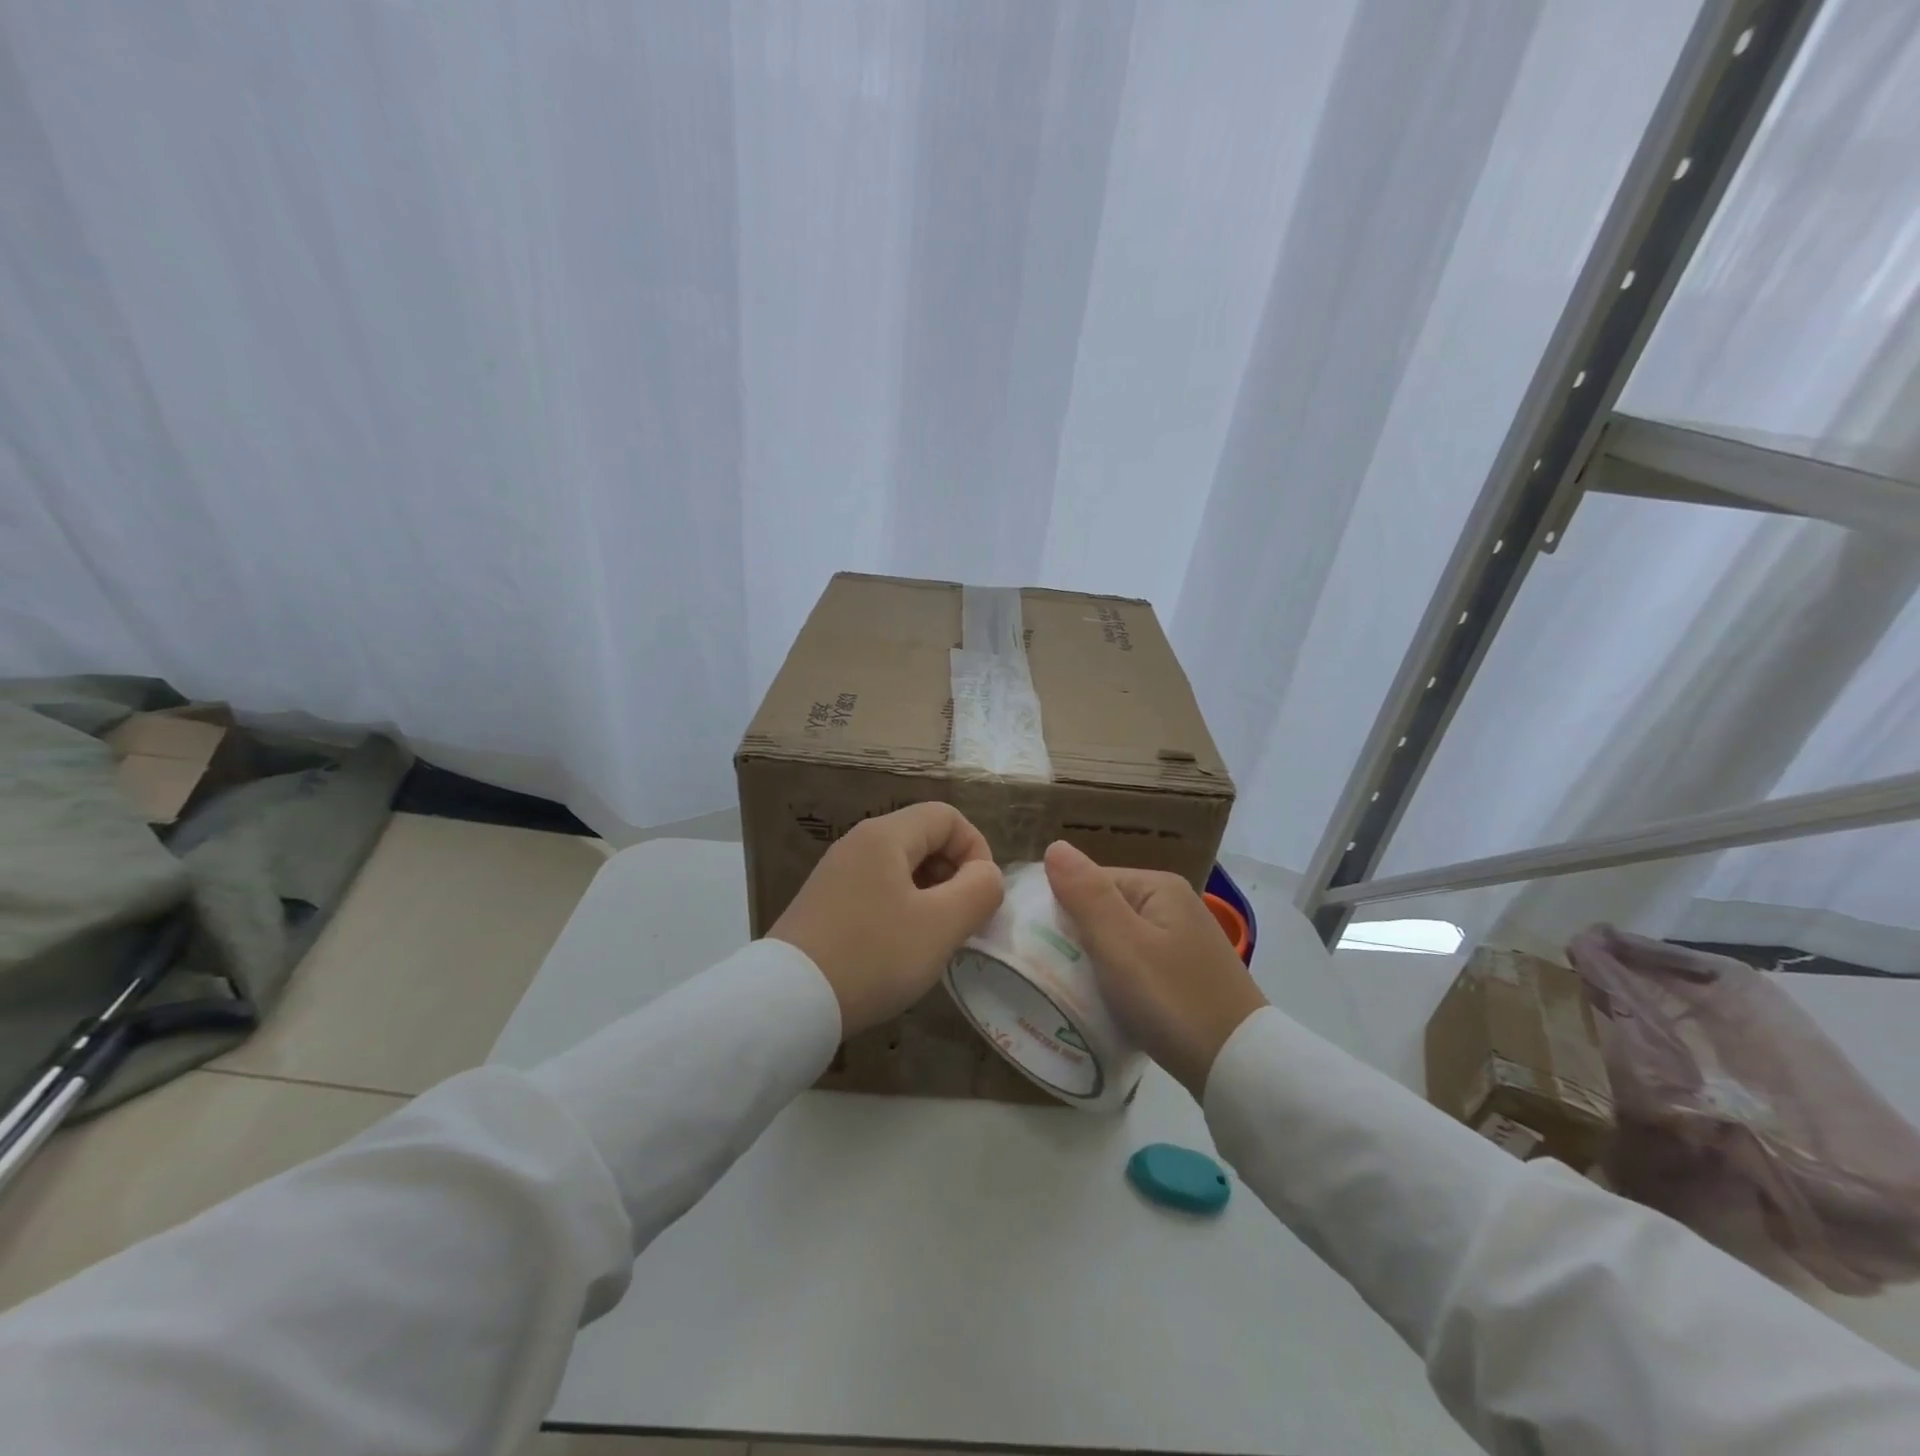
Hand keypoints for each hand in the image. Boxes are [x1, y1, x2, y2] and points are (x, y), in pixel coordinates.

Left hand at [770, 804, 1004, 1036]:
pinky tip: (899, 950)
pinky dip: (901, 909)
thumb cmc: (873, 956)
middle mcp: (858, 843)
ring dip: (930, 896)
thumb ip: (979, 891)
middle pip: (923, 838)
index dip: (976, 849)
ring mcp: (836, 873)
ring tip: (934, 940)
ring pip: (901, 868)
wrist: (787, 1002)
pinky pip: (877, 890)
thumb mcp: (941, 925)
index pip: (947, 816)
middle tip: (962, 921)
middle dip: (954, 874)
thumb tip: (986, 875)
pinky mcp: (824, 903)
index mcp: (885, 835)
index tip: (981, 897)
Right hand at [1043, 840, 1266, 1098]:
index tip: (1043, 948)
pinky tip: (1107, 1004)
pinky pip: (1136, 966)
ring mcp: (1183, 942)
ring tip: (1075, 991)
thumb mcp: (1120, 944)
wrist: (1239, 1068)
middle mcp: (1174, 905)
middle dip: (1078, 939)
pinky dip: (1118, 981)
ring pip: (1118, 941)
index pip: (1090, 882)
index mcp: (1159, 887)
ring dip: (1095, 963)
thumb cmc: (1172, 999)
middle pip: (1104, 910)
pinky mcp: (1186, 975)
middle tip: (1055, 973)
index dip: (1062, 910)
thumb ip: (1086, 894)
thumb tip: (1054, 846)